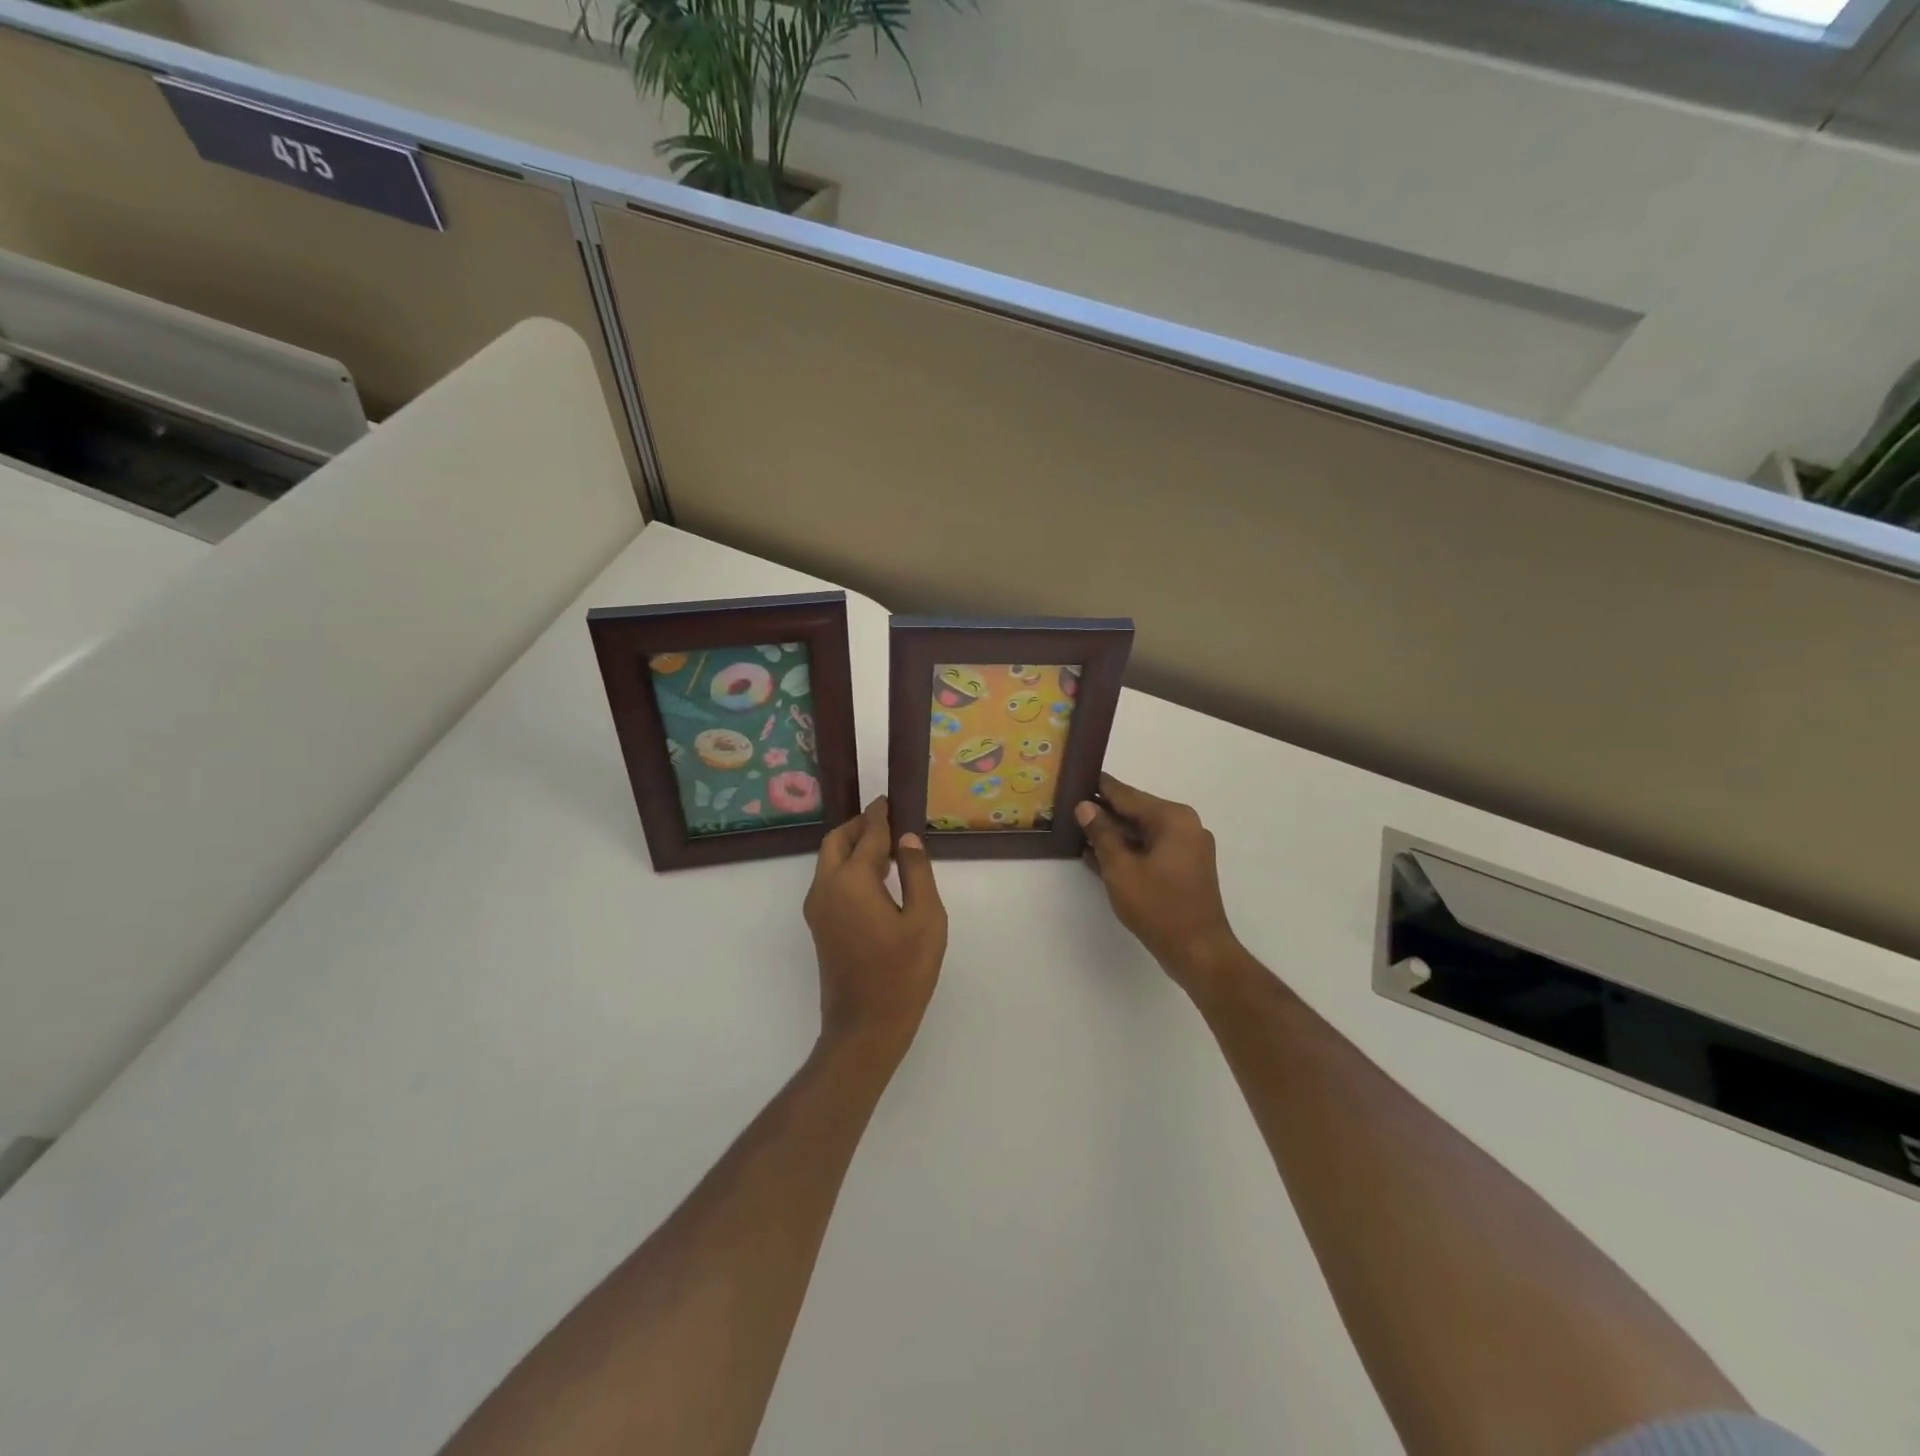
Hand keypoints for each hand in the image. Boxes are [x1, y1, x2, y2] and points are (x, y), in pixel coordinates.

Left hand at [804, 797, 947, 1058]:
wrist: (865, 1027)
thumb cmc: (903, 973)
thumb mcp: (926, 919)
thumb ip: (916, 872)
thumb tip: (907, 839)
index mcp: (851, 881)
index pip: (867, 834)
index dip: (880, 815)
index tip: (891, 800)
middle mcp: (826, 888)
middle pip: (836, 841)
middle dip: (859, 826)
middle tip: (888, 821)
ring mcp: (818, 909)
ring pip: (829, 861)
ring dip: (853, 846)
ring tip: (888, 848)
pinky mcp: (819, 926)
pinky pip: (830, 881)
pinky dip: (848, 867)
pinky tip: (877, 879)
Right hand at [1077, 774, 1240, 994]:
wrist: (1199, 952)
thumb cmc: (1158, 907)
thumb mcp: (1120, 869)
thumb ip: (1101, 833)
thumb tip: (1085, 806)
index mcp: (1172, 818)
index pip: (1127, 794)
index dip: (1098, 787)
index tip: (1074, 777)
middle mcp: (1184, 826)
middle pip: (1135, 812)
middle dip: (1103, 812)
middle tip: (1068, 807)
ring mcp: (1187, 848)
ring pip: (1141, 832)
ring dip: (1112, 834)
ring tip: (1076, 830)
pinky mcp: (1184, 869)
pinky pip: (1150, 850)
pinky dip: (1127, 851)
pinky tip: (1097, 855)